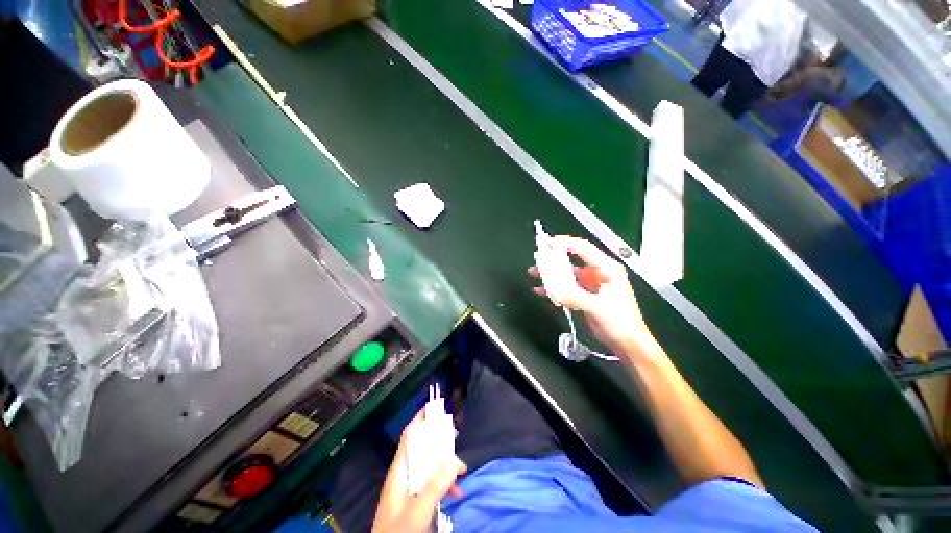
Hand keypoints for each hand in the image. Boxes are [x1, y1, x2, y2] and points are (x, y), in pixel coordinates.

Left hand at [372, 412, 466, 532]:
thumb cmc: (397, 532)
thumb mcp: (417, 509)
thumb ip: (434, 485)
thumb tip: (452, 460)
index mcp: (399, 471)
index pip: (409, 437)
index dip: (420, 420)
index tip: (434, 407)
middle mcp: (403, 475)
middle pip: (422, 449)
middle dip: (440, 443)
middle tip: (456, 442)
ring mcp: (408, 489)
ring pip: (429, 467)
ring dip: (445, 466)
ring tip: (462, 470)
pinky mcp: (414, 501)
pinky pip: (431, 484)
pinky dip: (443, 484)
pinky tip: (456, 492)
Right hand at [529, 236, 653, 355]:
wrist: (628, 343)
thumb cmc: (620, 323)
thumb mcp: (598, 308)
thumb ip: (575, 297)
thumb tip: (554, 290)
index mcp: (607, 269)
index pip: (583, 248)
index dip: (564, 243)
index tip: (546, 244)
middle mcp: (598, 272)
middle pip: (572, 258)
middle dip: (554, 257)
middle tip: (537, 257)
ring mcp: (590, 283)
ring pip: (567, 272)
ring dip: (551, 273)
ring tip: (534, 273)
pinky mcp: (584, 294)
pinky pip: (566, 286)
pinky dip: (554, 287)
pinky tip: (541, 290)